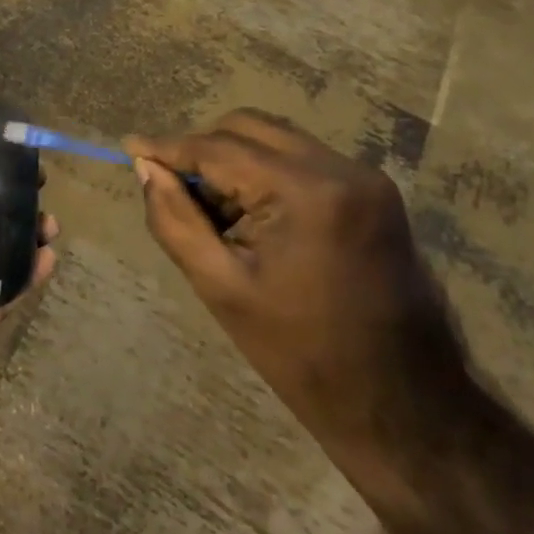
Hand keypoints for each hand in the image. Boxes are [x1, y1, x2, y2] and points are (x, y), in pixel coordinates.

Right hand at [126, 110, 472, 468]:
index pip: (219, 148)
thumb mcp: (220, 286)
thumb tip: (146, 168)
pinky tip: (249, 215)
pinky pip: (301, 160)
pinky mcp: (374, 193)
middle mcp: (342, 169)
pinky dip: (264, 173)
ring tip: (210, 209)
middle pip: (249, 128)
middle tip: (170, 184)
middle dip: (202, 149)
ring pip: (275, 140)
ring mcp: (365, 178)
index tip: (129, 146)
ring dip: (233, 160)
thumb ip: (174, 218)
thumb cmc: (302, 353)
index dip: (168, 147)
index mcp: (307, 193)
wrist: (404, 404)